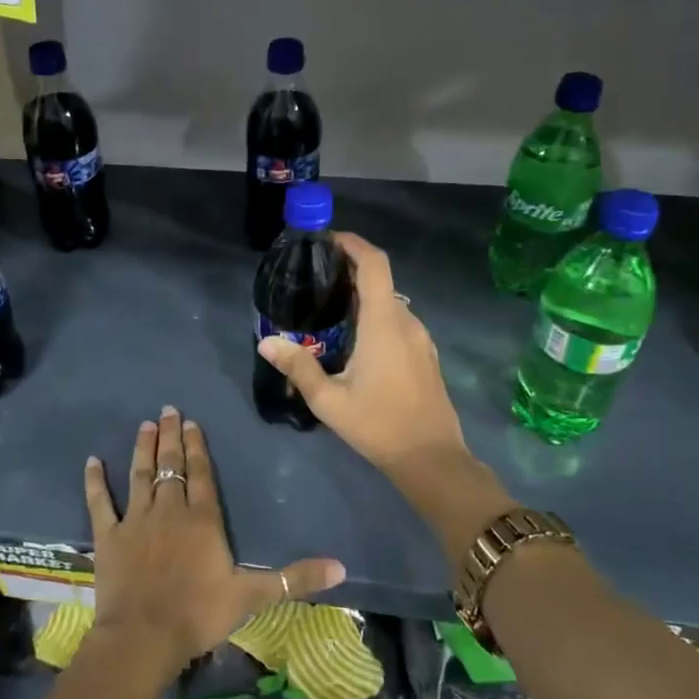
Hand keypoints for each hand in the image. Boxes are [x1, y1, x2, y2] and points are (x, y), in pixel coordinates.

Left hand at [84, 406, 345, 678]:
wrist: (144, 637)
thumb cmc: (199, 614)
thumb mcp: (253, 596)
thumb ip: (295, 579)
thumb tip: (342, 568)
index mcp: (203, 519)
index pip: (201, 474)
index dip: (198, 446)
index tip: (193, 422)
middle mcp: (169, 510)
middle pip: (170, 466)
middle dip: (171, 436)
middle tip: (168, 410)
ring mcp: (136, 520)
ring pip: (140, 475)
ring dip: (143, 448)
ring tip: (145, 425)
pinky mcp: (108, 536)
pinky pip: (99, 502)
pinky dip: (95, 481)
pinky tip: (92, 461)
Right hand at [256, 232, 468, 476]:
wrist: (432, 459)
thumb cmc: (378, 425)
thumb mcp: (328, 400)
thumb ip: (298, 366)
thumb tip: (266, 342)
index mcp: (385, 322)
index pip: (374, 263)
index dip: (353, 243)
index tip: (327, 239)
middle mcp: (407, 321)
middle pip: (380, 280)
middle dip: (349, 270)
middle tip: (314, 278)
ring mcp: (420, 339)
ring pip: (390, 303)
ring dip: (362, 297)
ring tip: (328, 309)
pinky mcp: (425, 356)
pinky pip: (398, 322)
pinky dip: (375, 316)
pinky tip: (354, 340)